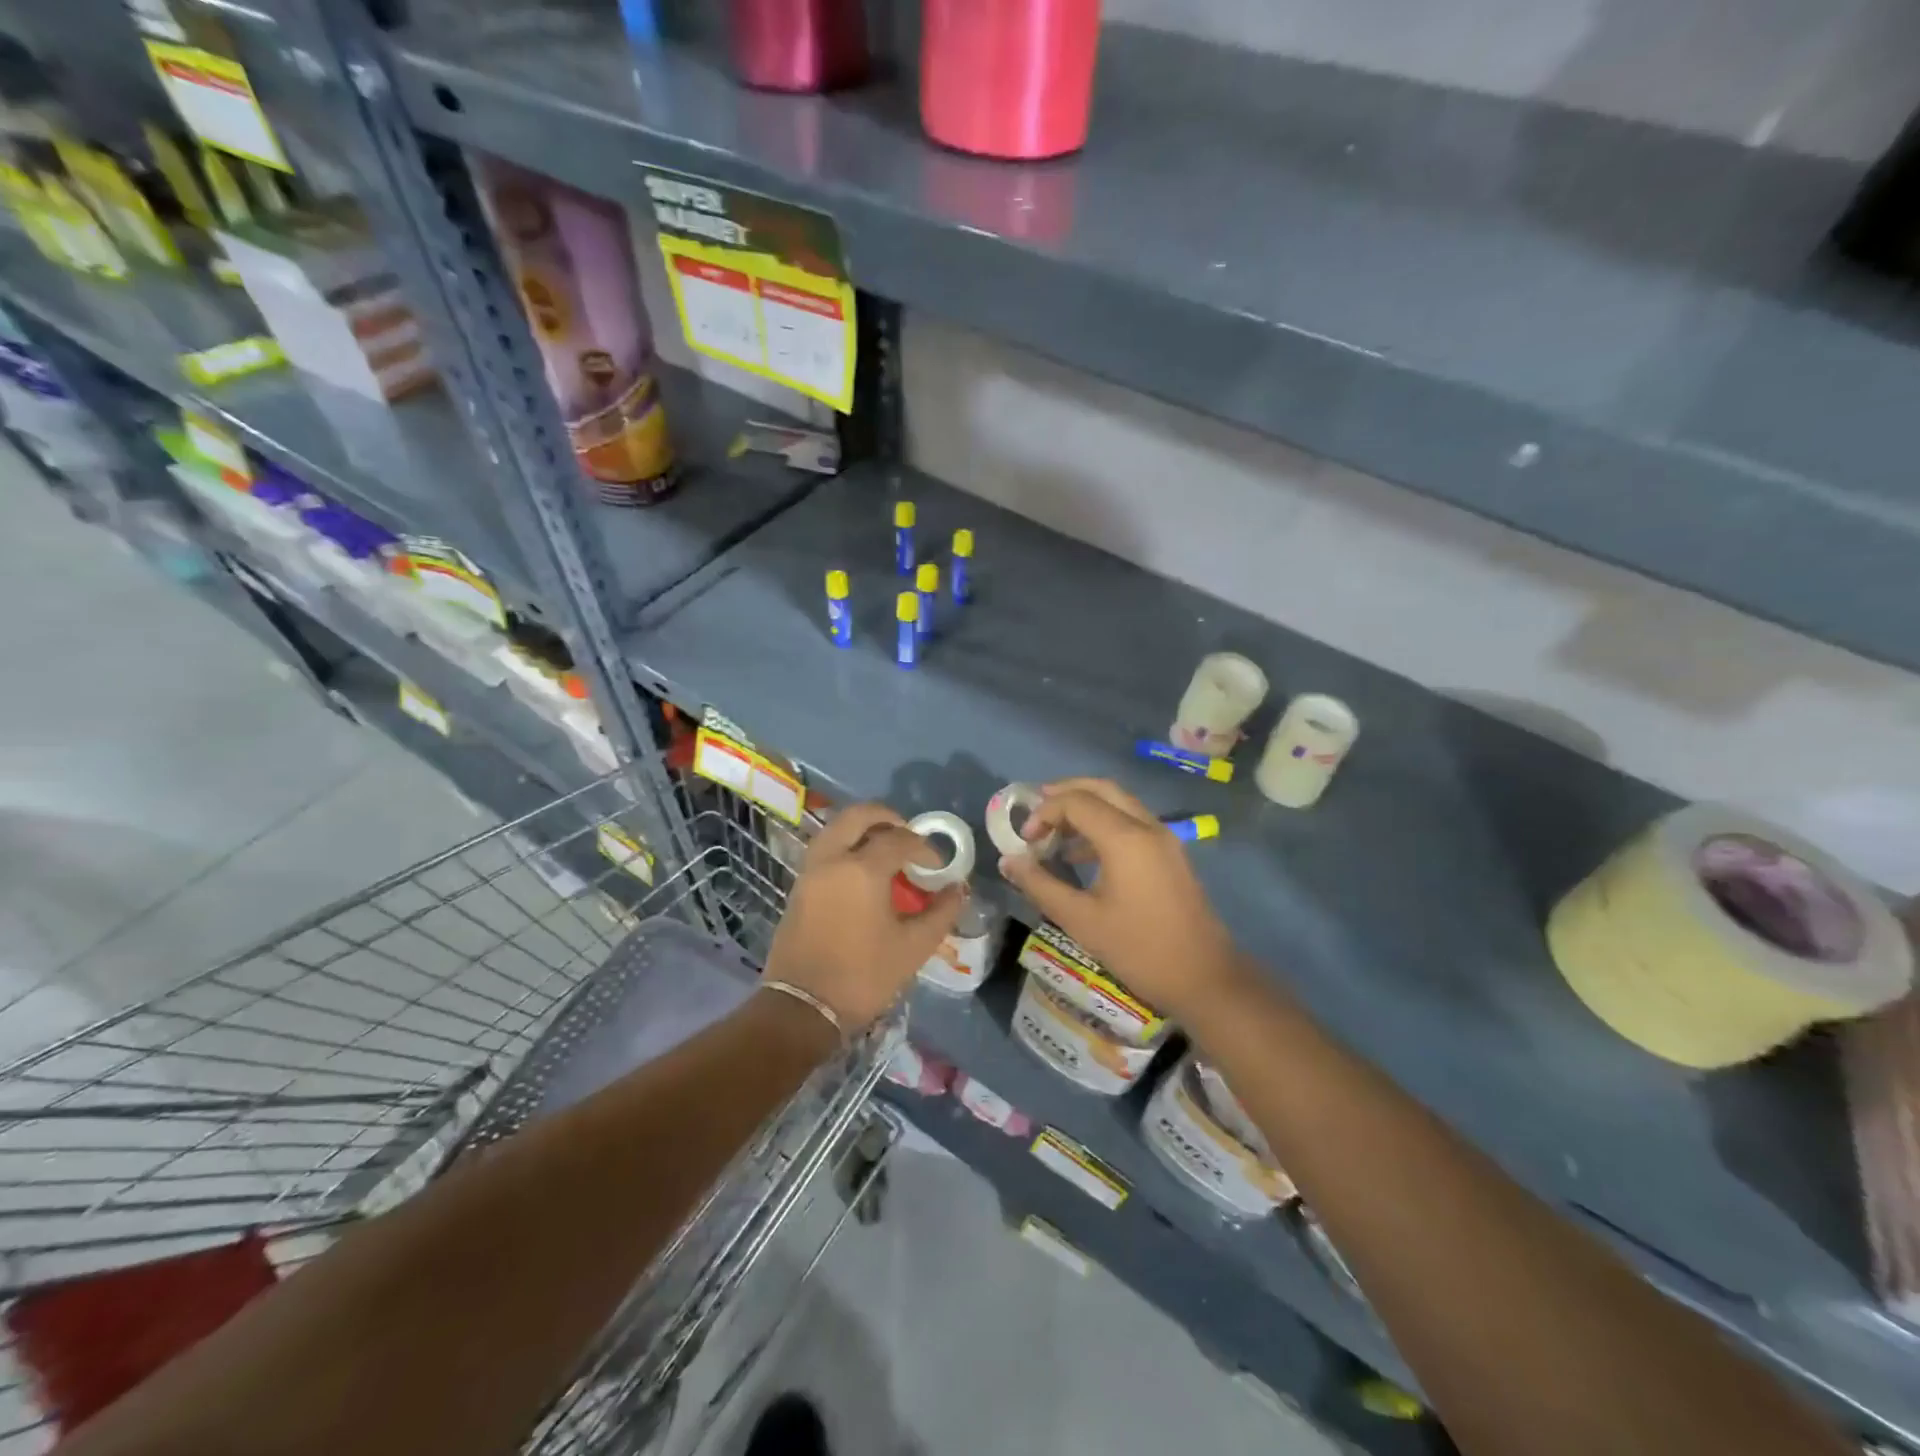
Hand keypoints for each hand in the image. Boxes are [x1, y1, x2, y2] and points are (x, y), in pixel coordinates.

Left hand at [764, 804, 962, 1030]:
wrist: (803, 1008)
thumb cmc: (863, 976)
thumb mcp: (913, 947)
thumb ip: (940, 912)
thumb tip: (957, 889)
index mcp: (862, 869)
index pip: (899, 840)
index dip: (924, 848)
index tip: (938, 866)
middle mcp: (832, 859)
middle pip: (858, 816)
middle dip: (888, 818)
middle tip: (909, 835)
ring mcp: (810, 871)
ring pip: (836, 828)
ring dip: (863, 830)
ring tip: (886, 851)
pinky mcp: (798, 887)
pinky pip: (825, 849)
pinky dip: (846, 845)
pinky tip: (863, 872)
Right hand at [997, 778, 1241, 1022]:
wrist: (1205, 979)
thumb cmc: (1139, 950)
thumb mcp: (1080, 920)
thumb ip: (1040, 885)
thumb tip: (1008, 860)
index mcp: (1125, 838)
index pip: (1076, 802)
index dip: (1043, 813)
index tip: (1025, 841)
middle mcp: (1147, 827)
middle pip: (1101, 789)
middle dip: (1065, 793)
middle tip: (1035, 811)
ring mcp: (1164, 839)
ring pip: (1119, 803)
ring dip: (1085, 808)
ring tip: (1052, 832)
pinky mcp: (1170, 855)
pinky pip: (1131, 822)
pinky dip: (1103, 825)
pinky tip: (1081, 855)